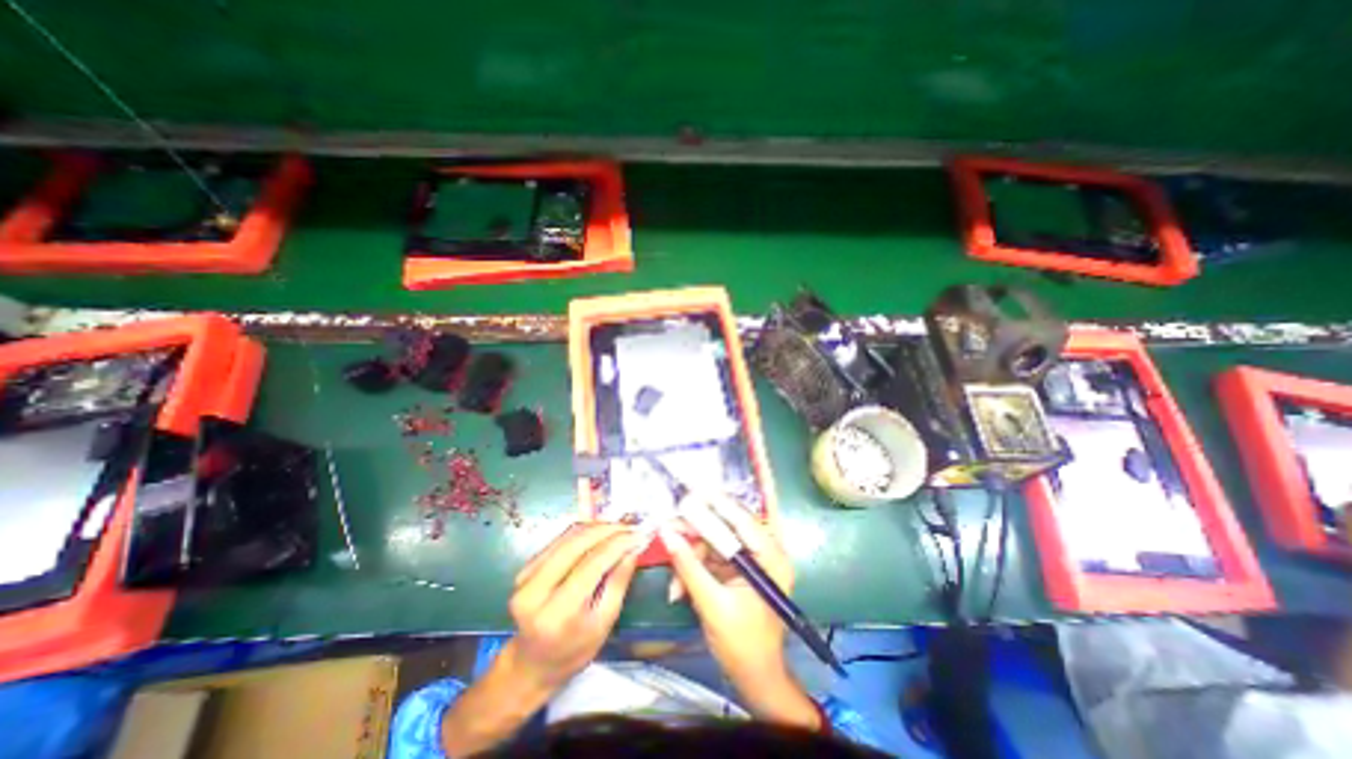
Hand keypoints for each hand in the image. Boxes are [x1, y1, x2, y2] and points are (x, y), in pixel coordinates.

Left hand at [434, 523, 640, 756]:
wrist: (533, 662)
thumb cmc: (575, 649)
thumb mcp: (604, 623)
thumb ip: (619, 581)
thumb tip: (635, 546)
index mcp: (557, 613)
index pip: (592, 564)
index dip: (618, 543)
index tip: (640, 533)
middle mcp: (535, 590)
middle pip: (577, 543)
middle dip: (608, 530)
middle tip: (632, 526)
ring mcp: (526, 577)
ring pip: (568, 536)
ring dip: (597, 526)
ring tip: (620, 527)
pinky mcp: (525, 567)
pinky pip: (560, 539)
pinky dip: (583, 531)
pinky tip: (601, 532)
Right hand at [660, 497, 817, 728]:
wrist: (753, 678)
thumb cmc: (742, 645)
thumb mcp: (712, 605)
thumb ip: (688, 566)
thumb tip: (665, 533)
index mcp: (771, 558)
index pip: (744, 521)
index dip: (717, 504)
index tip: (692, 493)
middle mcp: (763, 552)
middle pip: (727, 527)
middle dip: (697, 532)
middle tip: (670, 528)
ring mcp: (749, 560)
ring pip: (714, 542)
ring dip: (691, 556)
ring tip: (675, 582)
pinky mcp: (736, 569)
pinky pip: (710, 557)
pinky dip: (693, 568)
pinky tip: (679, 588)